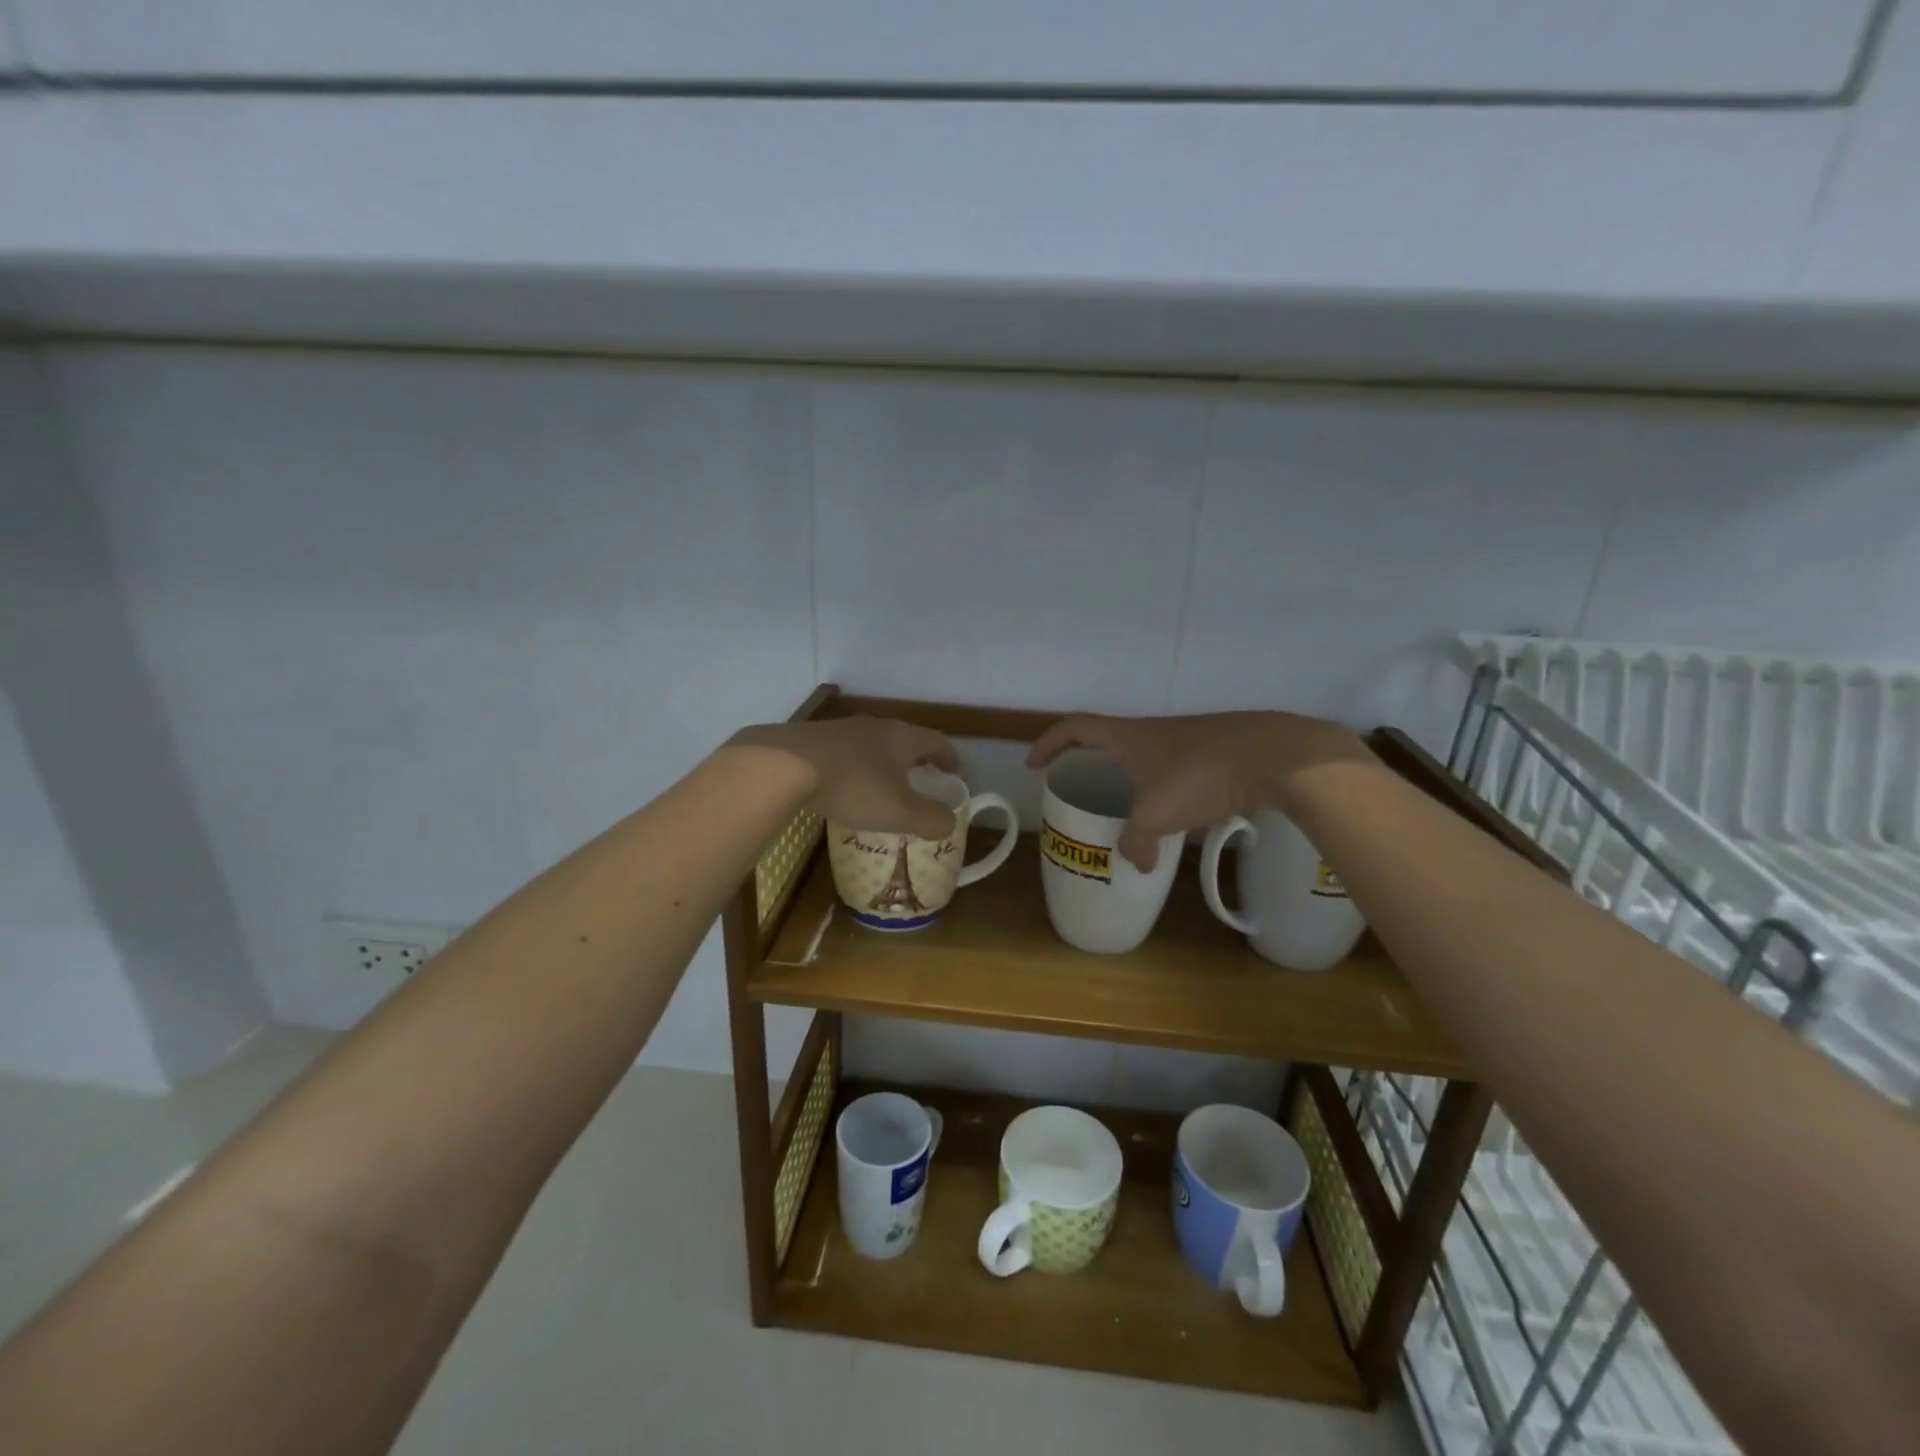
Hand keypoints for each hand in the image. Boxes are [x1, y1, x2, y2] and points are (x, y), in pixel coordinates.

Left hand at [728, 717, 960, 839]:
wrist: (785, 765)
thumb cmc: (854, 787)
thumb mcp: (899, 812)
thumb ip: (930, 819)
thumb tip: (949, 822)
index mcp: (903, 738)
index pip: (937, 742)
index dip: (949, 758)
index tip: (955, 772)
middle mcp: (876, 726)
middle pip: (905, 739)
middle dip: (916, 759)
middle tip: (921, 779)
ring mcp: (843, 729)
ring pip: (873, 744)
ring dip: (884, 762)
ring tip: (883, 784)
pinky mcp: (814, 738)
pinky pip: (845, 751)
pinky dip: (855, 767)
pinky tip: (844, 785)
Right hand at [1026, 711, 1372, 870]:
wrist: (1275, 756)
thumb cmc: (1199, 775)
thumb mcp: (1156, 815)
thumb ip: (1136, 842)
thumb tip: (1136, 862)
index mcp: (1127, 737)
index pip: (1074, 727)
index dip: (1049, 743)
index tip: (1035, 764)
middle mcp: (1152, 732)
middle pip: (1108, 740)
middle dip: (1089, 761)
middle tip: (1080, 787)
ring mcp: (1187, 740)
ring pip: (1146, 757)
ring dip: (1131, 779)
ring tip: (1129, 811)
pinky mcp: (1217, 753)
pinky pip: (1177, 771)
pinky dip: (1166, 791)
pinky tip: (1179, 816)